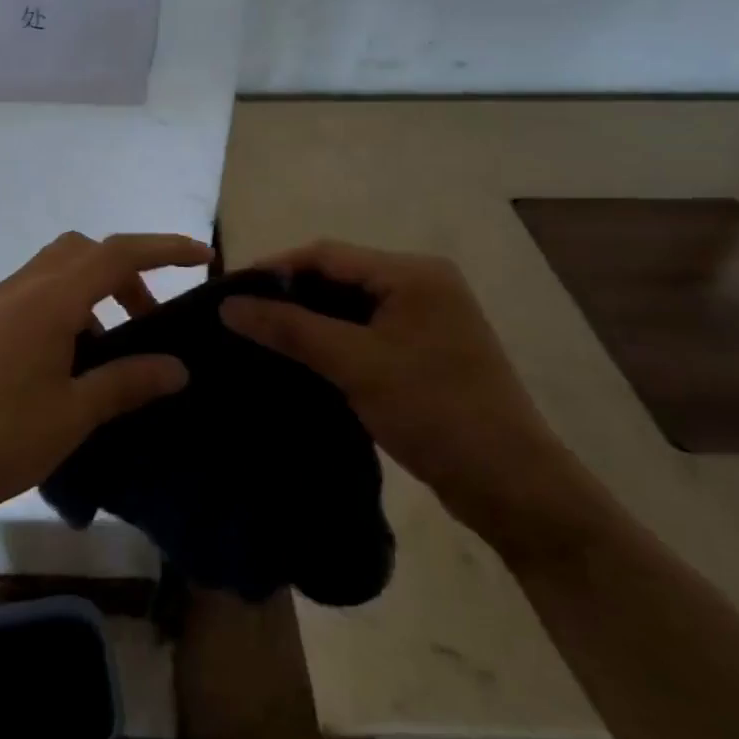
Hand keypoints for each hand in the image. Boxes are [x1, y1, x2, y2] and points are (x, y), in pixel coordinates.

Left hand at [0, 232, 211, 518]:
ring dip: (94, 292)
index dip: (165, 249)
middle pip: (85, 252)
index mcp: (49, 300)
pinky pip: (36, 295)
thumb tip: (177, 368)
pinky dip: (67, 308)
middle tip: (150, 322)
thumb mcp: (73, 415)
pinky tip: (69, 363)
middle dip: (127, 273)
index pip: (118, 253)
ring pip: (57, 271)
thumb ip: (126, 382)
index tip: (204, 258)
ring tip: (112, 350)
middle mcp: (22, 288)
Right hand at [221, 241, 595, 553]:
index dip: (274, 269)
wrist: (510, 484)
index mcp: (413, 273)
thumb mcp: (355, 364)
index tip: (229, 293)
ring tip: (259, 335)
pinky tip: (298, 356)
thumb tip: (228, 306)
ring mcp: (425, 318)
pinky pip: (364, 330)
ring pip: (348, 305)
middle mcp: (421, 284)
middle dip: (288, 293)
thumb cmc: (433, 410)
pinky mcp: (423, 350)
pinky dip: (330, 338)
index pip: (326, 254)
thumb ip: (290, 329)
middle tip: (239, 316)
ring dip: (306, 318)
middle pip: (337, 276)